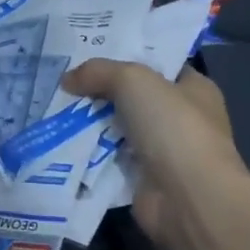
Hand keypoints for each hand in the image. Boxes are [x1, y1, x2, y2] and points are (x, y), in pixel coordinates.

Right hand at [61, 60, 248, 248]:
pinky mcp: (144, 181)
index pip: (159, 65)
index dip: (127, 55)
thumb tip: (67, 80)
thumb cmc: (173, 127)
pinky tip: (61, 139)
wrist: (188, 200)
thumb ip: (99, 72)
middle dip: (101, 90)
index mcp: (194, 89)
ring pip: (118, 128)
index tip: (90, 49)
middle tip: (64, 79)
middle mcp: (182, 119)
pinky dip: (89, 152)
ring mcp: (164, 153)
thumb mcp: (133, 80)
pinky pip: (109, 158)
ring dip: (91, 122)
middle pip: (133, 97)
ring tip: (54, 106)